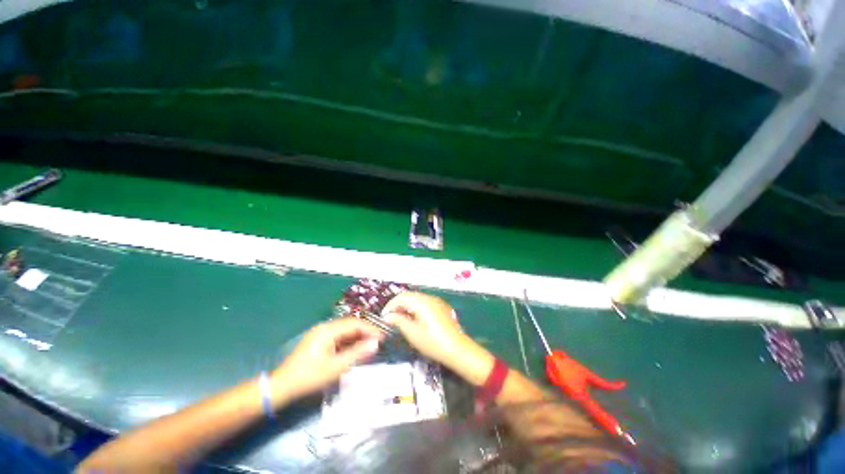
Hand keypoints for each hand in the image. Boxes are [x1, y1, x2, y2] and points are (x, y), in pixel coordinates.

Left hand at [272, 318, 382, 400]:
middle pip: (351, 325)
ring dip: (358, 338)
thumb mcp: (336, 367)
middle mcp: (325, 327)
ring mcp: (321, 334)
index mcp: (328, 330)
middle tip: (379, 341)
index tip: (383, 337)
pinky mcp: (319, 341)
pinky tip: (356, 350)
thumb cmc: (309, 377)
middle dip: (366, 332)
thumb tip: (376, 343)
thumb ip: (357, 353)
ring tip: (370, 346)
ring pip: (345, 331)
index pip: (355, 324)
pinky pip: (339, 338)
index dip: (370, 329)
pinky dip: (349, 343)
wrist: (282, 387)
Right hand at [382, 292, 493, 384]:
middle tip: (391, 319)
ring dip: (407, 307)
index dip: (390, 305)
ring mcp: (437, 301)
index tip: (384, 317)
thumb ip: (398, 321)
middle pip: (409, 296)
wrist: (458, 349)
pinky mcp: (442, 307)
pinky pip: (425, 303)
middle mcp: (429, 297)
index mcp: (421, 301)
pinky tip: (415, 320)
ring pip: (417, 299)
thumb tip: (387, 316)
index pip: (401, 297)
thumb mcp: (412, 333)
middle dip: (398, 305)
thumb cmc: (433, 342)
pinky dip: (417, 308)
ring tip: (401, 320)